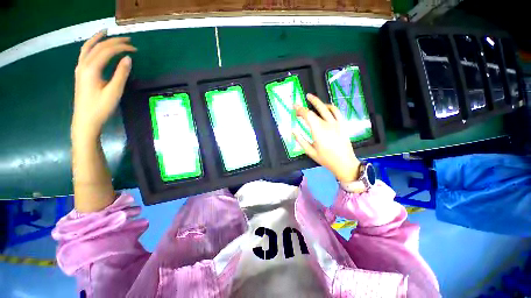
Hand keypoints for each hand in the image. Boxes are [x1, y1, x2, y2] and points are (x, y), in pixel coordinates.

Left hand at [71, 30, 136, 139]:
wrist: (85, 120)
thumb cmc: (101, 107)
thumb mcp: (114, 91)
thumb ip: (121, 74)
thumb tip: (128, 59)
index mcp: (91, 69)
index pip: (107, 51)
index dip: (121, 47)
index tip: (135, 49)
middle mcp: (83, 65)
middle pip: (97, 46)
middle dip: (113, 41)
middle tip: (127, 40)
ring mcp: (80, 68)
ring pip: (87, 47)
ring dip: (98, 39)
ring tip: (107, 33)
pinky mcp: (80, 73)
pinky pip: (85, 54)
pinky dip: (92, 46)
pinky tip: (97, 47)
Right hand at [294, 94, 360, 182]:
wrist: (344, 163)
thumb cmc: (326, 159)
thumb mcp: (310, 152)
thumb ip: (300, 140)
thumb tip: (293, 130)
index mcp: (318, 131)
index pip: (307, 115)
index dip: (300, 110)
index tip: (294, 107)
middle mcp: (328, 124)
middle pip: (315, 110)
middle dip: (305, 106)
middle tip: (298, 103)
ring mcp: (337, 123)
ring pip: (326, 108)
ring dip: (318, 102)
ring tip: (311, 98)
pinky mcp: (343, 124)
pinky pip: (336, 111)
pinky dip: (329, 107)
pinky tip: (325, 107)